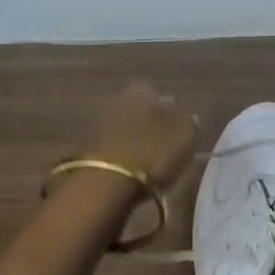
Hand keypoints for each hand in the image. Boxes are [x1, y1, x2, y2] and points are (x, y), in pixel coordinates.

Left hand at [79, 81, 197, 192]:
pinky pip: (112, 149)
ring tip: (150, 165)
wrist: (105, 185)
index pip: (160, 93)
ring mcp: (96, 124)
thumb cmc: (152, 153)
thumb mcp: (186, 136)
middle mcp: (115, 98)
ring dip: (135, 143)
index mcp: (140, 89)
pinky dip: (122, 158)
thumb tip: (186, 117)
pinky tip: (132, 174)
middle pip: (139, 110)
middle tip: (165, 149)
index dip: (172, 113)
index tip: (179, 133)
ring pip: (124, 129)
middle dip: (151, 126)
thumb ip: (189, 122)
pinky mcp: (85, 149)